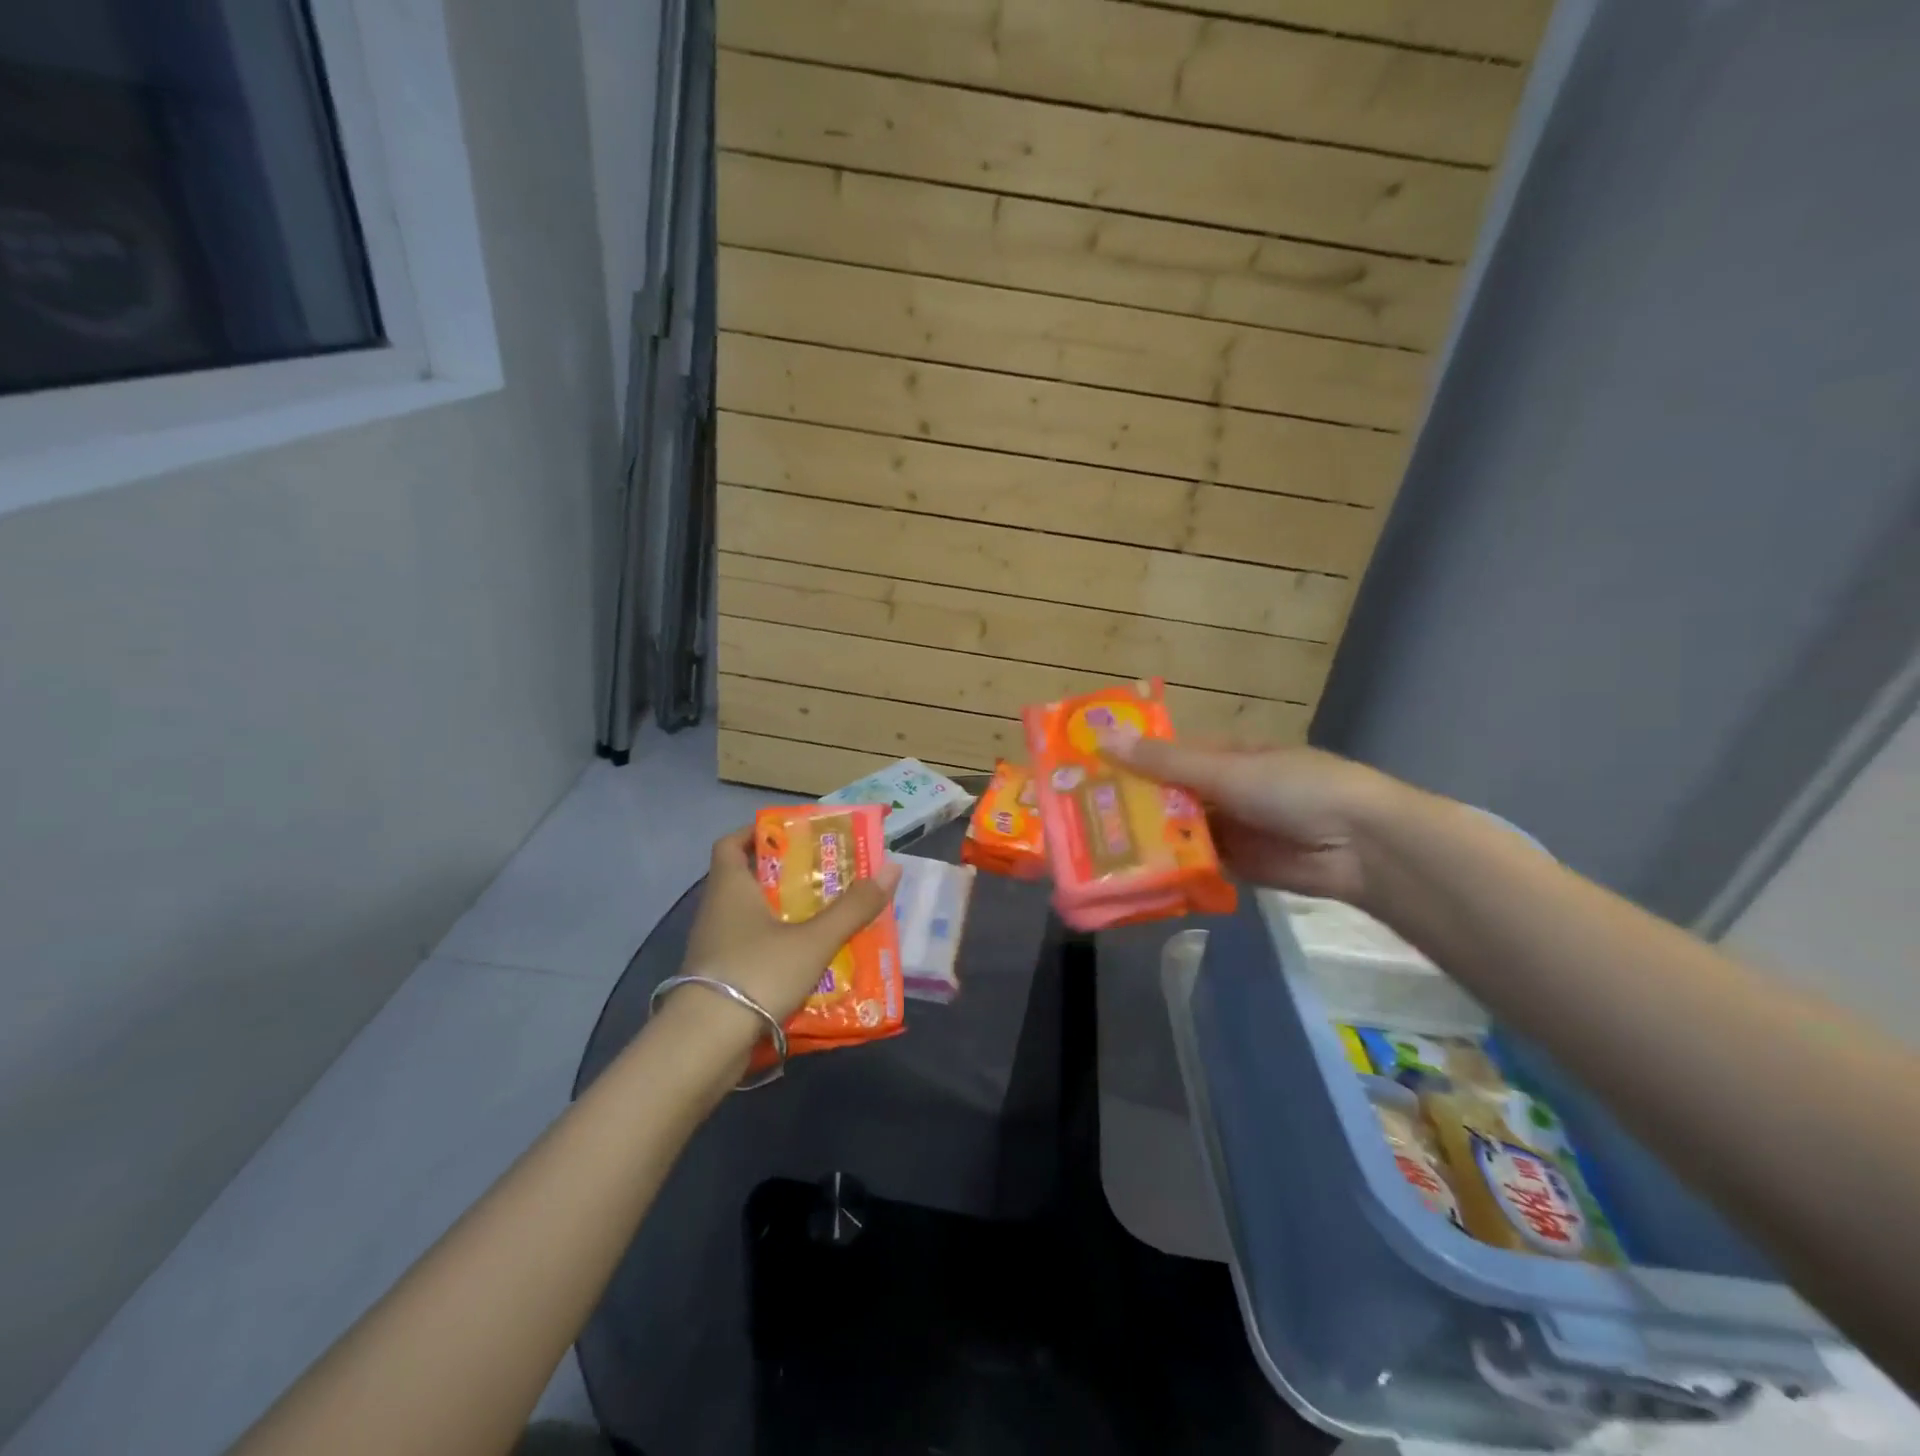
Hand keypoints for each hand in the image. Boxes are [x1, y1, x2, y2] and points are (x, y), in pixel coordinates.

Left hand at [679, 826, 902, 1025]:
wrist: (704, 1045)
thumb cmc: (757, 973)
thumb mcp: (814, 940)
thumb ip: (853, 907)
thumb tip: (892, 868)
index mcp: (730, 888)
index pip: (731, 843)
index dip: (757, 833)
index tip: (792, 835)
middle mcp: (716, 911)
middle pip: (747, 879)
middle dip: (785, 876)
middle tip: (826, 876)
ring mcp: (713, 948)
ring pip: (751, 918)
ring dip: (784, 914)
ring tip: (826, 917)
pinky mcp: (717, 980)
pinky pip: (750, 950)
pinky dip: (776, 948)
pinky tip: (807, 961)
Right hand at [1109, 739, 1392, 904]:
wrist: (1360, 845)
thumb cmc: (1292, 788)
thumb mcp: (1225, 771)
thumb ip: (1165, 763)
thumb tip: (1104, 739)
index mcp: (1222, 755)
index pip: (1164, 756)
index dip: (1127, 761)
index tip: (1083, 772)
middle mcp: (1222, 789)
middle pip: (1166, 796)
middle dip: (1130, 806)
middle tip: (1077, 818)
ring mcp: (1230, 829)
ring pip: (1177, 832)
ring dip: (1146, 840)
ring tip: (1094, 850)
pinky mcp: (1237, 866)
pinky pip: (1195, 865)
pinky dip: (1171, 869)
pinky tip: (1134, 876)